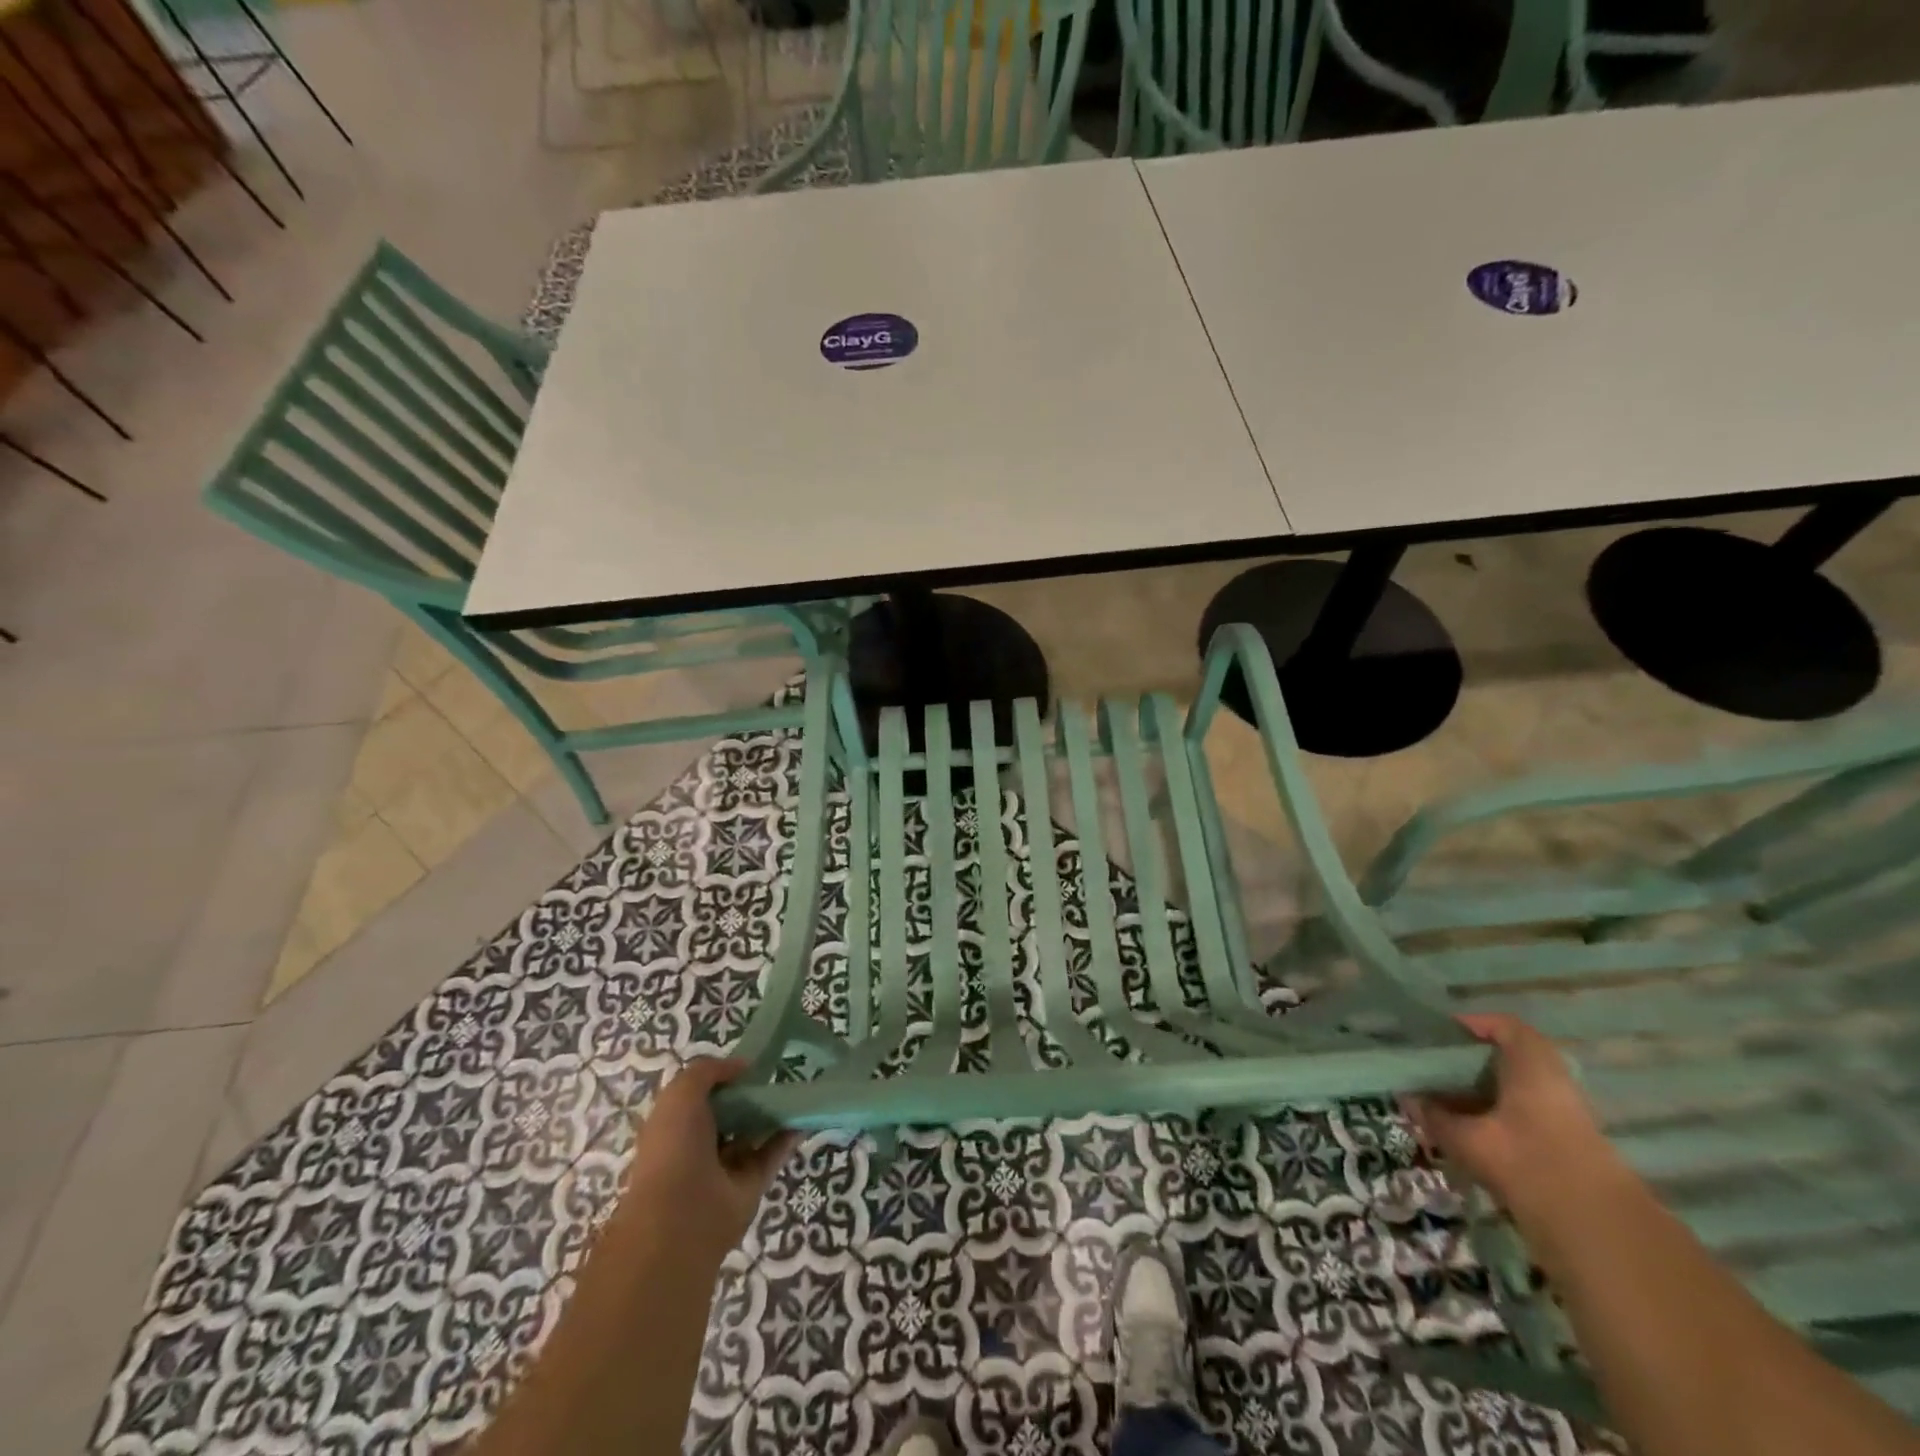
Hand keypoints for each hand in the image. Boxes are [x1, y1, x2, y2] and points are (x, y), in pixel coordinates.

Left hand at [612, 1058, 796, 1267]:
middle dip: (751, 1094)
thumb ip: (710, 1071)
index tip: (750, 1063)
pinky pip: (773, 1154)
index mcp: (675, 1126)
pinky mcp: (751, 1184)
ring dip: (772, 1113)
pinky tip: (805, 1114)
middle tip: (778, 1072)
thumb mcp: (682, 1092)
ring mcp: (726, 1168)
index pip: (701, 1096)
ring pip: (753, 1133)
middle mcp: (698, 1147)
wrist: (682, 1216)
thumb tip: (742, 1066)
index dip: (724, 1078)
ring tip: (797, 1087)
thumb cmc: (675, 1147)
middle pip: (730, 1114)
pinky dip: (789, 1135)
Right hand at [1404, 1014, 1621, 1221]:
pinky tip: (1466, 1133)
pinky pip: (1521, 1115)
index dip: (1470, 1025)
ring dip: (1478, 1093)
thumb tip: (1408, 1100)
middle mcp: (1551, 1082)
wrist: (1596, 1229)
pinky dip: (1493, 1117)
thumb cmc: (1526, 1161)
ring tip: (1440, 1104)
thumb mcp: (1468, 1139)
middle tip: (1430, 1071)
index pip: (1503, 1028)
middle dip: (1467, 1063)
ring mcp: (1563, 1116)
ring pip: (1513, 1090)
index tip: (1436, 1035)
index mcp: (1531, 1065)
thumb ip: (1436, 1118)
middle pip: (1507, 1059)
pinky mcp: (1566, 1146)